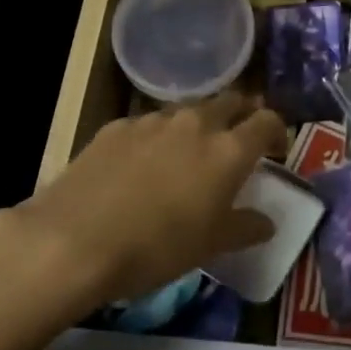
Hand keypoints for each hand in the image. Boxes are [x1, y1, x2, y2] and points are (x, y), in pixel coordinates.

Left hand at [17, 93, 288, 304]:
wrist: (73, 241)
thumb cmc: (156, 248)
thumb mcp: (210, 246)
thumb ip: (245, 227)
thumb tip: (267, 222)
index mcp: (228, 150)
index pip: (267, 121)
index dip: (277, 130)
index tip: (276, 148)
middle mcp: (196, 123)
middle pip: (230, 101)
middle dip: (240, 115)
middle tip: (238, 140)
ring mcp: (153, 121)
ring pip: (188, 110)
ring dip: (198, 125)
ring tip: (188, 154)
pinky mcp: (116, 126)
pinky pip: (149, 124)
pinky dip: (158, 137)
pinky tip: (142, 165)